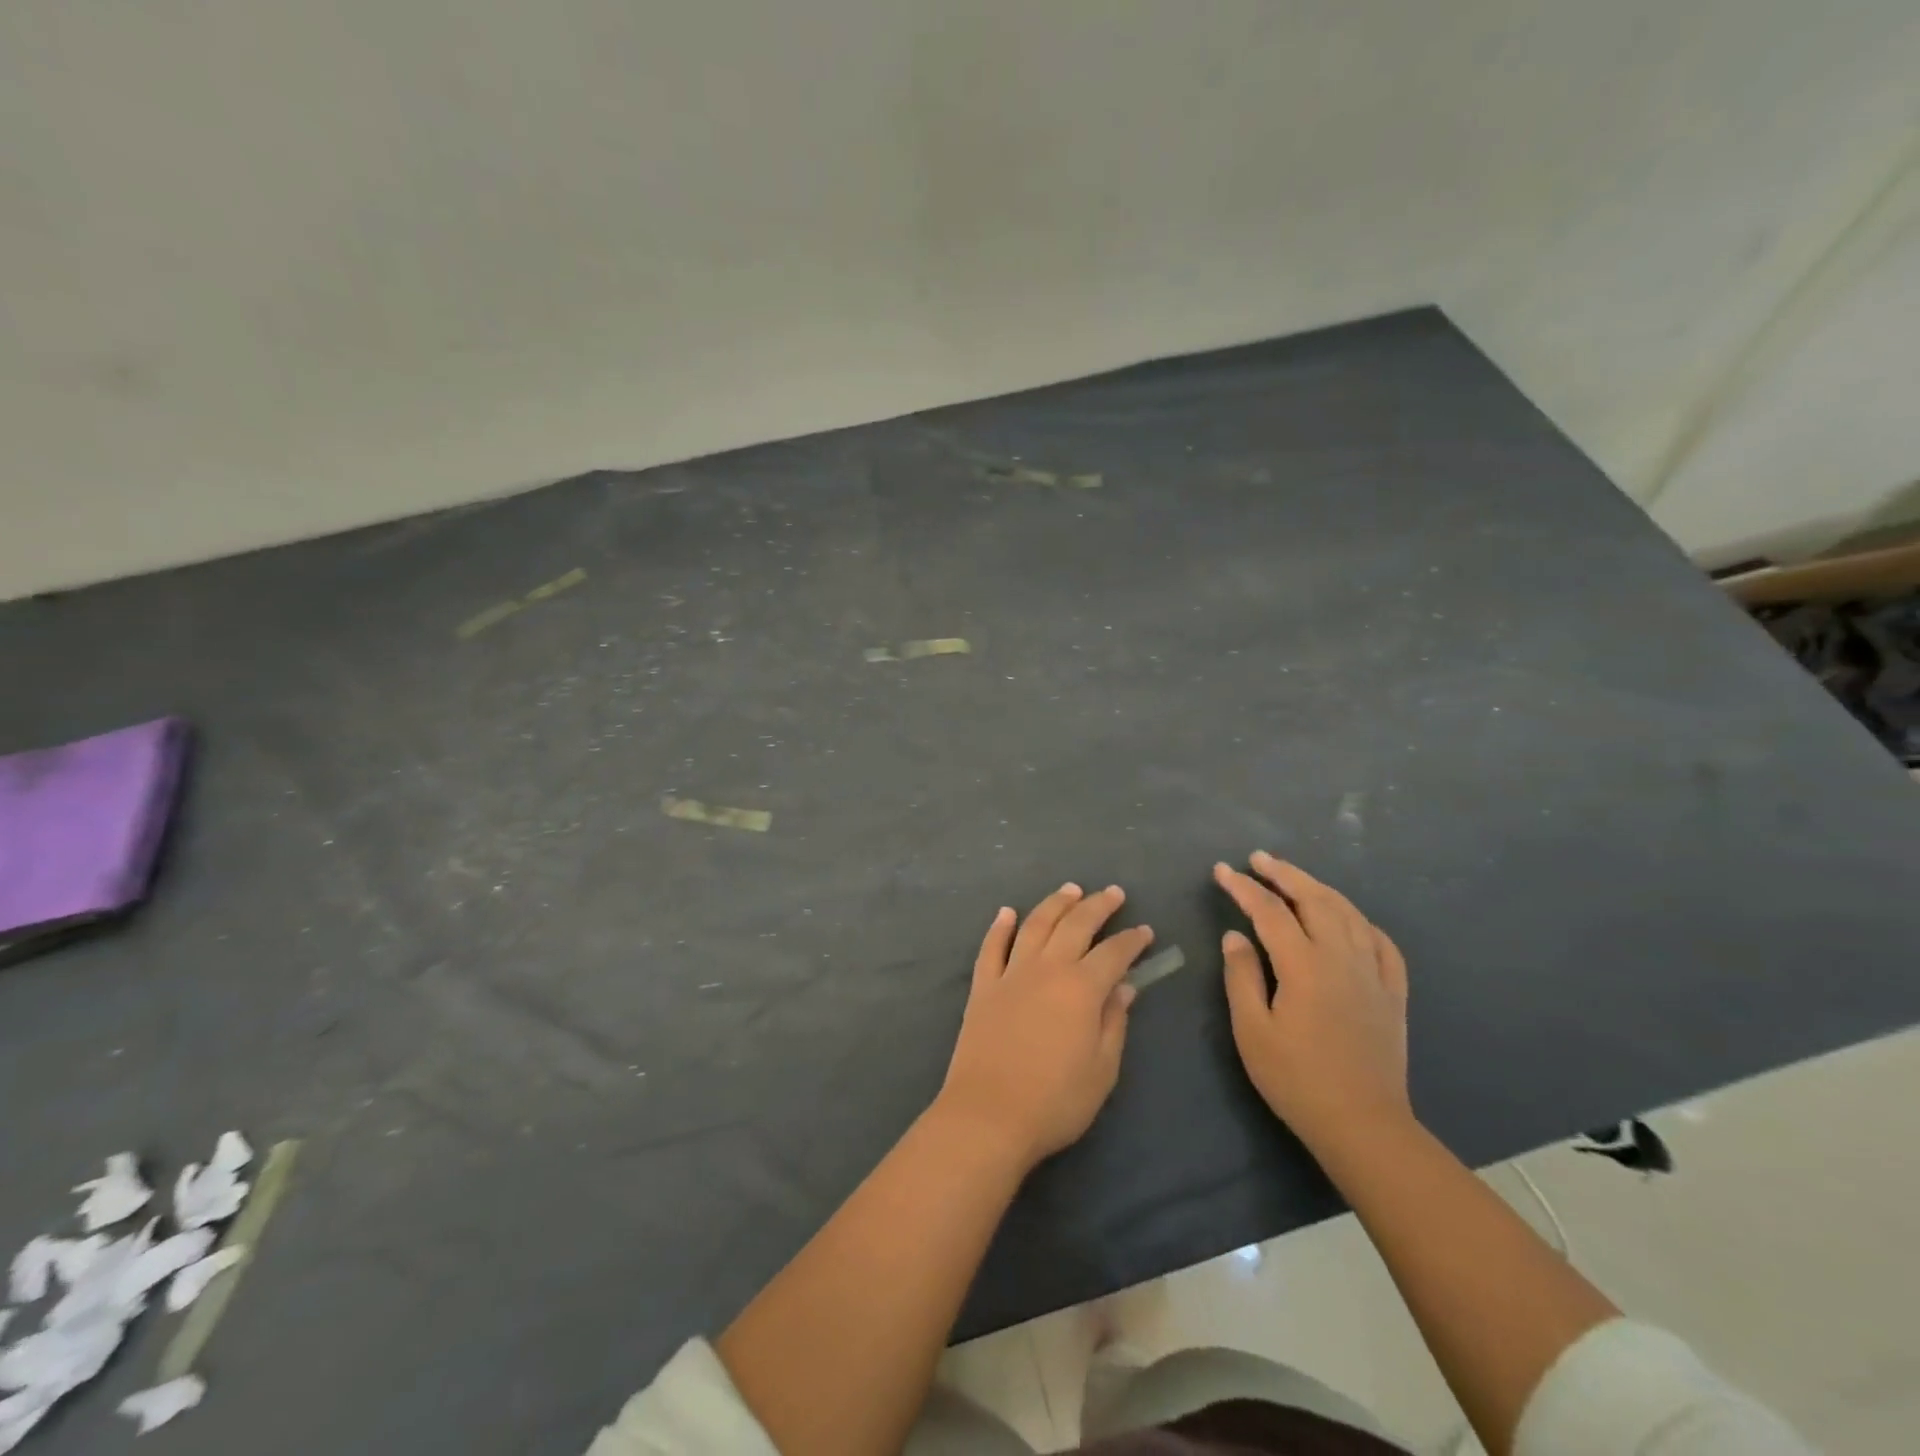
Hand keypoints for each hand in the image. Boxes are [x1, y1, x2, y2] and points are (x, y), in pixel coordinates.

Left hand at [937, 884, 1153, 1171]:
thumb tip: (1124, 987)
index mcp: (1081, 988)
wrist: (988, 1115)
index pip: (1113, 953)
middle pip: (1075, 925)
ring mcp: (1010, 974)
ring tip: (1069, 890)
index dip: (1132, 940)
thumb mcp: (1102, 1070)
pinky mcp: (983, 986)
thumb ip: (1114, 1023)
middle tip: (1112, 893)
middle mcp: (1047, 969)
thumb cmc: (1055, 1101)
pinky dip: (1000, 926)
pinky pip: (992, 947)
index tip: (1145, 931)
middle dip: (1097, 905)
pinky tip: (1007, 913)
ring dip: (1054, 904)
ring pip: (1035, 925)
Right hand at [1216, 853, 1410, 1153]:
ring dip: (1319, 888)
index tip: (1221, 870)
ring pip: (1348, 913)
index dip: (1243, 887)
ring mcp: (1372, 973)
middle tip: (1258, 858)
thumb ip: (1242, 976)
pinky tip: (1350, 920)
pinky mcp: (1392, 993)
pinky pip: (1381, 943)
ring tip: (1295, 878)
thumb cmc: (1296, 1079)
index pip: (1269, 911)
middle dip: (1284, 873)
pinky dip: (1361, 921)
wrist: (1363, 1125)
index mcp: (1304, 965)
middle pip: (1314, 899)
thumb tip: (1235, 935)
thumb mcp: (1252, 1031)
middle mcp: (1341, 957)